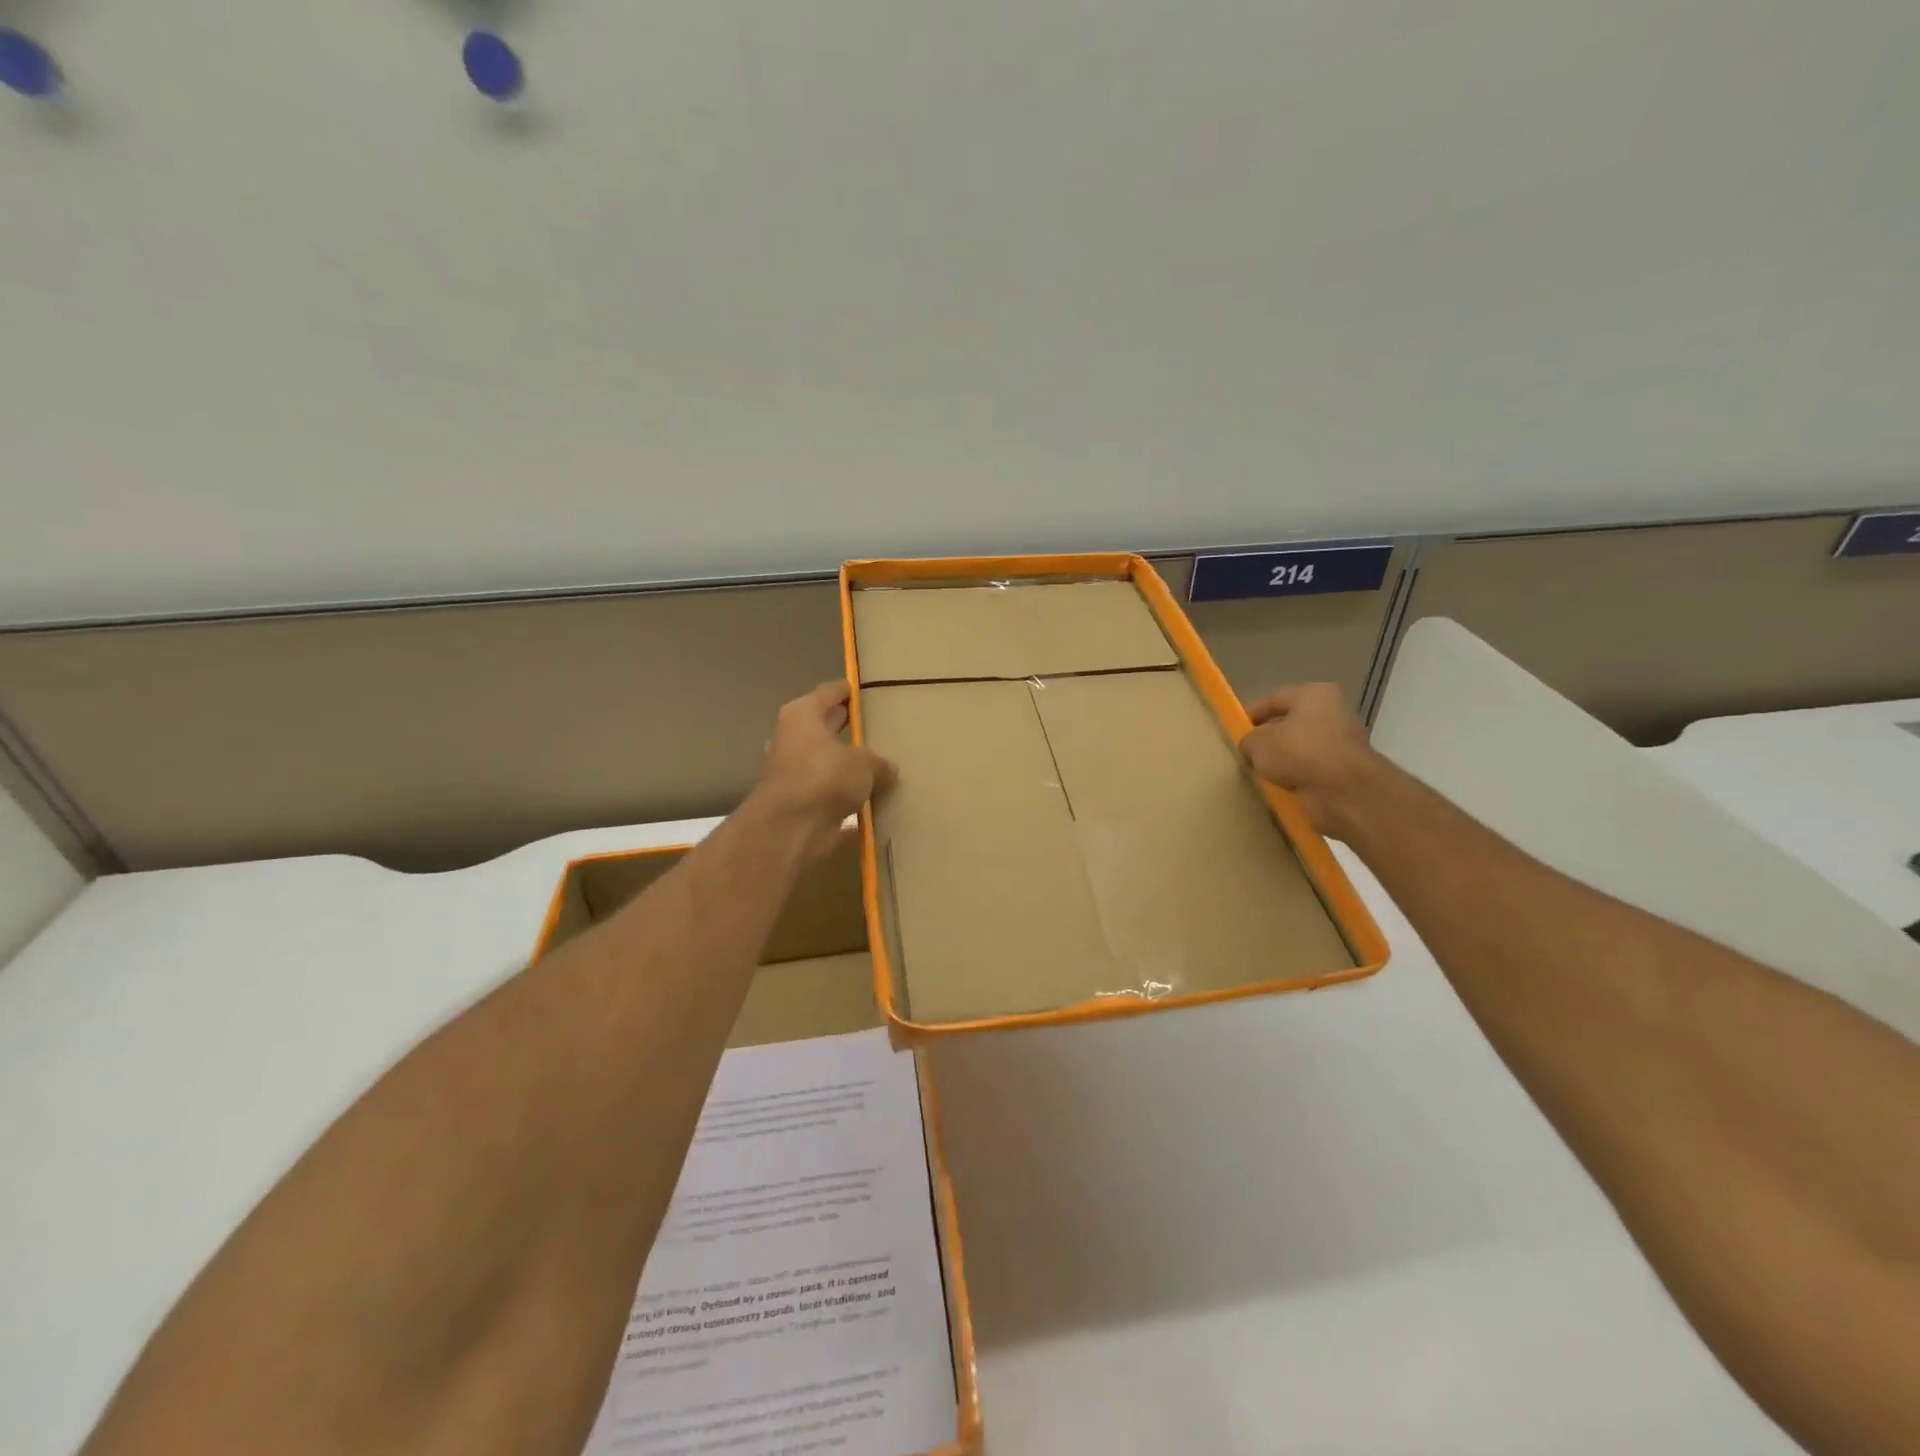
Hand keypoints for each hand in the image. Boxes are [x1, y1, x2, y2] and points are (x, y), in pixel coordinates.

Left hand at [759, 680, 897, 860]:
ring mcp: (794, 773)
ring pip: (827, 761)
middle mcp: (793, 739)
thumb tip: (889, 770)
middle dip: (848, 728)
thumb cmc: (825, 776)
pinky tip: (872, 799)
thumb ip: (879, 763)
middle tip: (878, 726)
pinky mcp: (800, 803)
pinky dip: (846, 796)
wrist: (792, 828)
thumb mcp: (864, 762)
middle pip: (825, 727)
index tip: (866, 689)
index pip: (829, 692)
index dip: (848, 690)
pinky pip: (830, 793)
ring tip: (880, 764)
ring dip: (847, 765)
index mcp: (802, 715)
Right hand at [1240, 683, 1381, 842]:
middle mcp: (1332, 714)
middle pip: (1289, 724)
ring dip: (1281, 762)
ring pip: (1299, 750)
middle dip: (1267, 739)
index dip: (1251, 712)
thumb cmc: (1299, 751)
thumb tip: (1251, 750)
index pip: (1274, 698)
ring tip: (1258, 774)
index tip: (1233, 728)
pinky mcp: (1344, 772)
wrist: (1344, 791)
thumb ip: (1248, 741)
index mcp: (1314, 695)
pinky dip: (1295, 779)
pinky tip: (1277, 788)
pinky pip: (1310, 772)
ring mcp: (1341, 744)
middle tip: (1245, 753)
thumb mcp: (1257, 742)